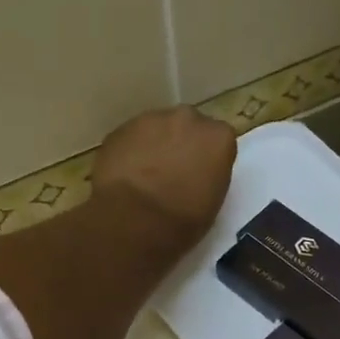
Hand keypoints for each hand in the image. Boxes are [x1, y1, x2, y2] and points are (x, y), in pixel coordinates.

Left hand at [91, 106, 235, 252]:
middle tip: (173, 172)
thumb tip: (196, 173)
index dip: (208, 158)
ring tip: (145, 176)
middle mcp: (188, 119)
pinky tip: (126, 176)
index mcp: (218, 137)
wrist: (133, 220)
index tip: (201, 175)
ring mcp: (151, 119)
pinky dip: (130, 152)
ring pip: (157, 129)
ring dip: (155, 146)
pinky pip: (131, 139)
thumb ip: (209, 175)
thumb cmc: (182, 220)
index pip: (219, 140)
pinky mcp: (120, 129)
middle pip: (188, 126)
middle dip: (182, 144)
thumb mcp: (213, 201)